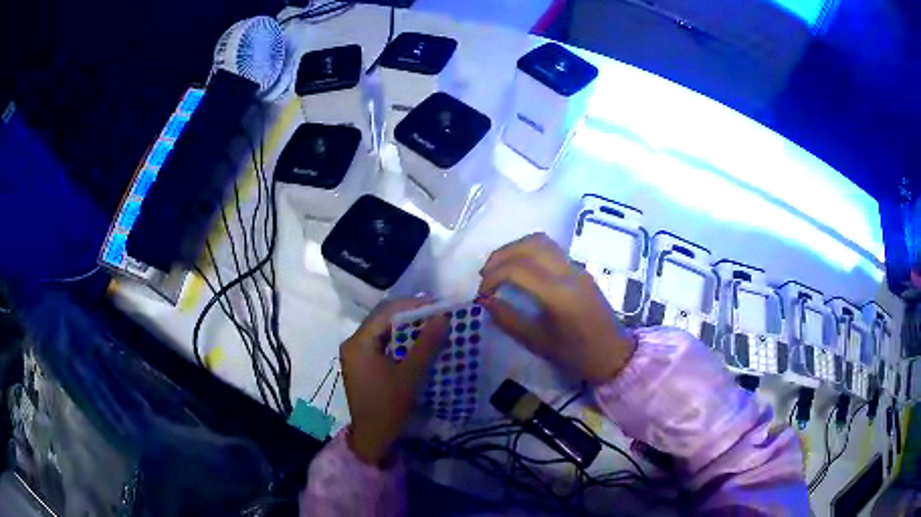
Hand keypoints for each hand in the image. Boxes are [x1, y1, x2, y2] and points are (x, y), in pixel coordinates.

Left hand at [340, 299, 448, 464]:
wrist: (373, 437)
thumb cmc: (389, 406)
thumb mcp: (410, 375)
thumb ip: (426, 344)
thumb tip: (442, 317)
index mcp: (359, 343)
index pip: (385, 312)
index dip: (412, 305)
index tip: (437, 303)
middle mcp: (353, 343)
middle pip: (382, 319)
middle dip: (410, 313)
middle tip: (437, 311)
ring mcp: (355, 354)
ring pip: (382, 330)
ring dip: (405, 326)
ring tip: (431, 322)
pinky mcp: (361, 364)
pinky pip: (381, 343)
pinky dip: (399, 340)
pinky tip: (417, 341)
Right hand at [477, 233, 635, 383]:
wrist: (613, 354)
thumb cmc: (576, 355)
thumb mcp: (537, 343)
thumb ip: (508, 319)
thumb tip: (485, 301)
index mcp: (559, 295)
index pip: (517, 270)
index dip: (492, 277)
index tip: (482, 294)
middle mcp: (568, 273)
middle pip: (528, 246)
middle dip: (500, 256)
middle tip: (485, 275)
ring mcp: (576, 267)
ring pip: (541, 241)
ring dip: (515, 248)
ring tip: (499, 267)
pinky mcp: (579, 268)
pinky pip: (551, 248)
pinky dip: (529, 251)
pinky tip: (520, 268)